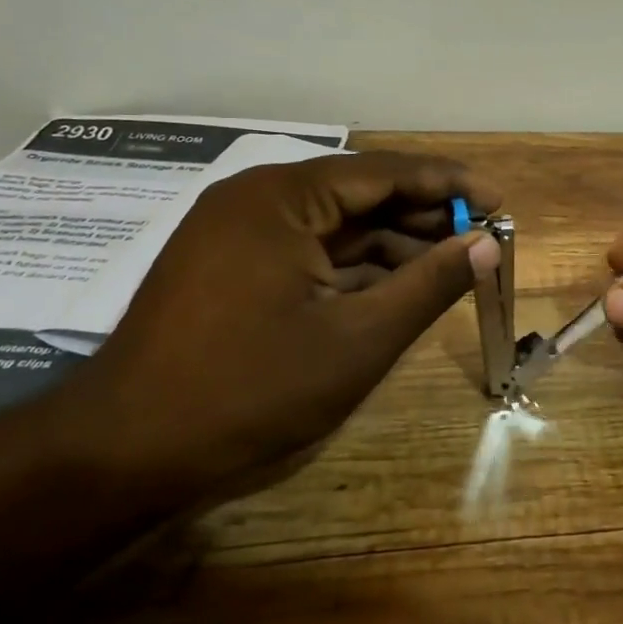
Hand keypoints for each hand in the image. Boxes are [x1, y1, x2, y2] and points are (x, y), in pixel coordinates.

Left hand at [62, 151, 501, 502]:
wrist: (123, 453)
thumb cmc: (250, 390)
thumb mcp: (358, 340)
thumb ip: (429, 285)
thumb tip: (487, 244)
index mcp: (283, 197)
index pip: (385, 171)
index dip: (449, 184)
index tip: (499, 202)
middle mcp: (257, 198)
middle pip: (360, 193)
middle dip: (423, 216)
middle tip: (481, 238)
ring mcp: (237, 232)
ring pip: (335, 225)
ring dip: (391, 244)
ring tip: (449, 266)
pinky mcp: (229, 265)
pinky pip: (307, 251)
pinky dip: (353, 267)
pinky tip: (394, 287)